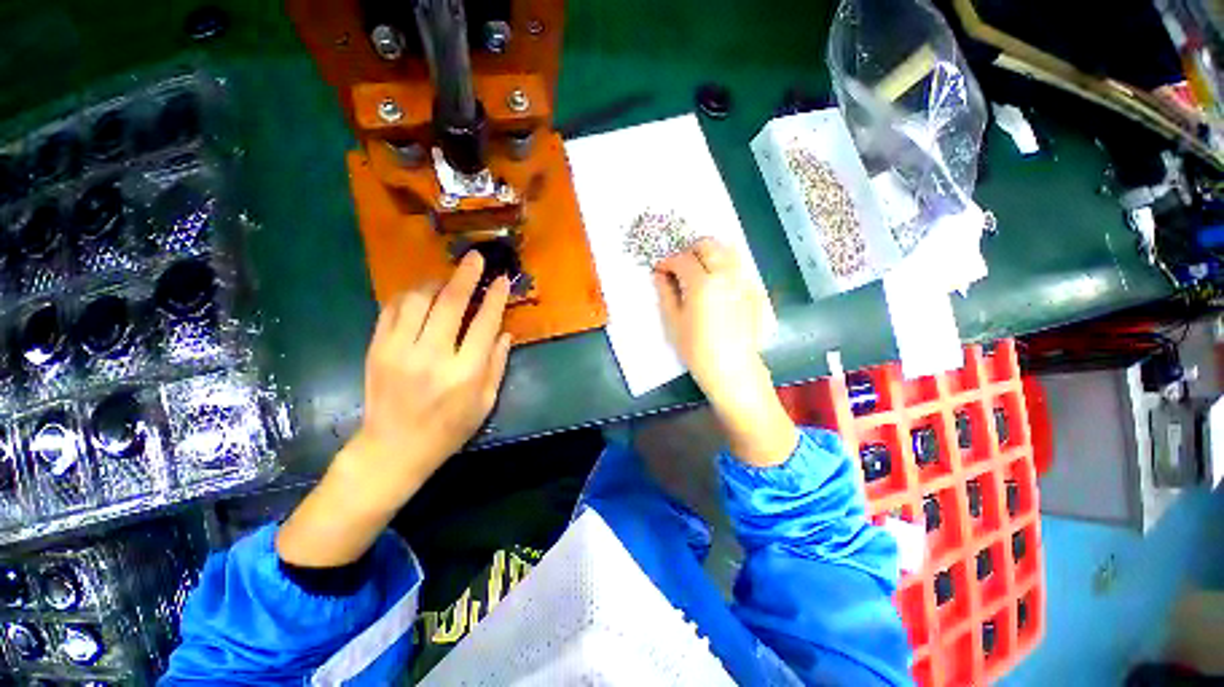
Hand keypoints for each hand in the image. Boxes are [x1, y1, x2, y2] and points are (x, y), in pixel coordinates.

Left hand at [278, 252, 511, 566]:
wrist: (393, 448)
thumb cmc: (448, 429)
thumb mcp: (485, 402)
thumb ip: (497, 364)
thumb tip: (505, 332)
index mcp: (465, 372)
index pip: (485, 323)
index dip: (496, 298)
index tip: (502, 279)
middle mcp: (432, 356)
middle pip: (451, 303)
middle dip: (466, 275)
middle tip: (475, 257)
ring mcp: (399, 350)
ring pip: (418, 299)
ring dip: (436, 283)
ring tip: (447, 280)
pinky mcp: (377, 349)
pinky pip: (392, 309)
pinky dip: (409, 296)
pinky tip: (421, 295)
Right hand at [653, 239, 795, 465]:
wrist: (733, 368)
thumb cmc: (697, 349)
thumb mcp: (673, 322)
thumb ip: (666, 293)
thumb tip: (660, 274)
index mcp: (702, 283)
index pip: (682, 259)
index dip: (667, 262)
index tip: (660, 270)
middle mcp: (726, 275)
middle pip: (708, 245)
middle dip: (690, 251)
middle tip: (679, 267)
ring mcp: (744, 281)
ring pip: (728, 251)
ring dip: (710, 253)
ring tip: (699, 269)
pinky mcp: (754, 291)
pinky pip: (740, 267)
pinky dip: (725, 265)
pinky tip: (717, 283)